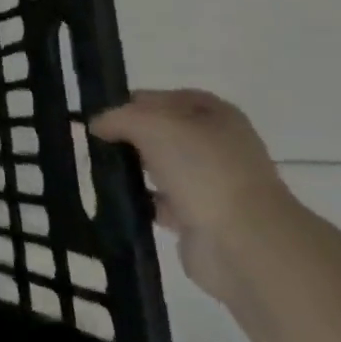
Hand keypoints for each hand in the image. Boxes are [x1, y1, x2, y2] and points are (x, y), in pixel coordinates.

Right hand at [91, 89, 297, 298]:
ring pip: (162, 168)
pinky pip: (162, 203)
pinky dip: (142, 201)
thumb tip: (97, 125)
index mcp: (216, 115)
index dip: (134, 103)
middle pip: (164, 133)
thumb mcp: (151, 124)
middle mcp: (218, 146)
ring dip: (135, 170)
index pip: (166, 98)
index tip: (103, 115)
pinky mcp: (201, 219)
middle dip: (132, 137)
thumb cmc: (202, 168)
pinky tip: (118, 199)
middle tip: (98, 143)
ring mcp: (212, 184)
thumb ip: (118, 118)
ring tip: (100, 169)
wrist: (244, 243)